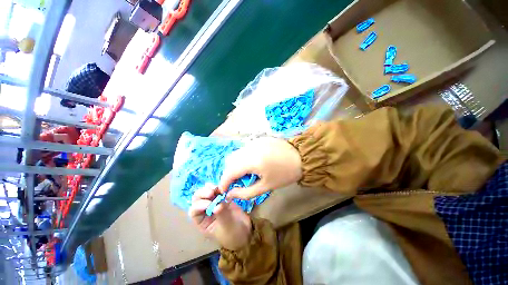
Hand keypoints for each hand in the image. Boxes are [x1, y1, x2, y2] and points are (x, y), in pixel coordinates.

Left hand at [189, 185, 251, 250]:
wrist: (246, 230)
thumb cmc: (234, 234)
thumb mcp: (227, 227)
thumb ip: (222, 215)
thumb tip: (218, 205)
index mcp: (202, 222)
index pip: (194, 211)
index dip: (199, 205)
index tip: (209, 204)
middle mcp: (206, 211)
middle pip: (198, 199)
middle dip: (203, 193)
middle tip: (211, 192)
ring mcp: (215, 203)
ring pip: (207, 192)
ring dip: (211, 188)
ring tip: (218, 188)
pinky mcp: (223, 198)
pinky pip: (218, 190)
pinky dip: (220, 187)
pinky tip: (224, 187)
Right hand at [219, 137, 301, 199]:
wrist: (302, 157)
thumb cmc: (285, 174)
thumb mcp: (266, 186)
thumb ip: (245, 192)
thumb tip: (230, 195)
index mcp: (251, 161)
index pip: (229, 171)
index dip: (223, 182)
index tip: (224, 191)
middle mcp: (249, 148)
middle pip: (230, 161)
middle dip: (229, 173)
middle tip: (237, 183)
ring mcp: (253, 142)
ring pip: (236, 154)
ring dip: (235, 165)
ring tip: (245, 173)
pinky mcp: (258, 139)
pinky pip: (244, 149)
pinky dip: (243, 158)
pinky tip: (253, 163)